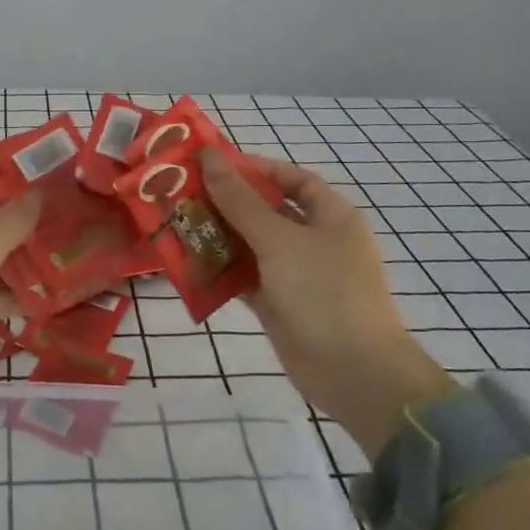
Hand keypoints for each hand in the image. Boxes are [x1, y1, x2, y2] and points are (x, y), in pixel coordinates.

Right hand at [201, 149, 454, 455]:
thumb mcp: (279, 240)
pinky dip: (221, 270)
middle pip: (266, 210)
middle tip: (182, 192)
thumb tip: (210, 156)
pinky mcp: (279, 303)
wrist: (354, 373)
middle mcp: (314, 240)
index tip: (213, 165)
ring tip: (176, 222)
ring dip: (218, 236)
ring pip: (251, 245)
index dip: (255, 168)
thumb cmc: (324, 292)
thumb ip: (240, 200)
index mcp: (330, 216)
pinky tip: (187, 262)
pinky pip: (245, 277)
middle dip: (227, 202)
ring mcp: (296, 273)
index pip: (291, 179)